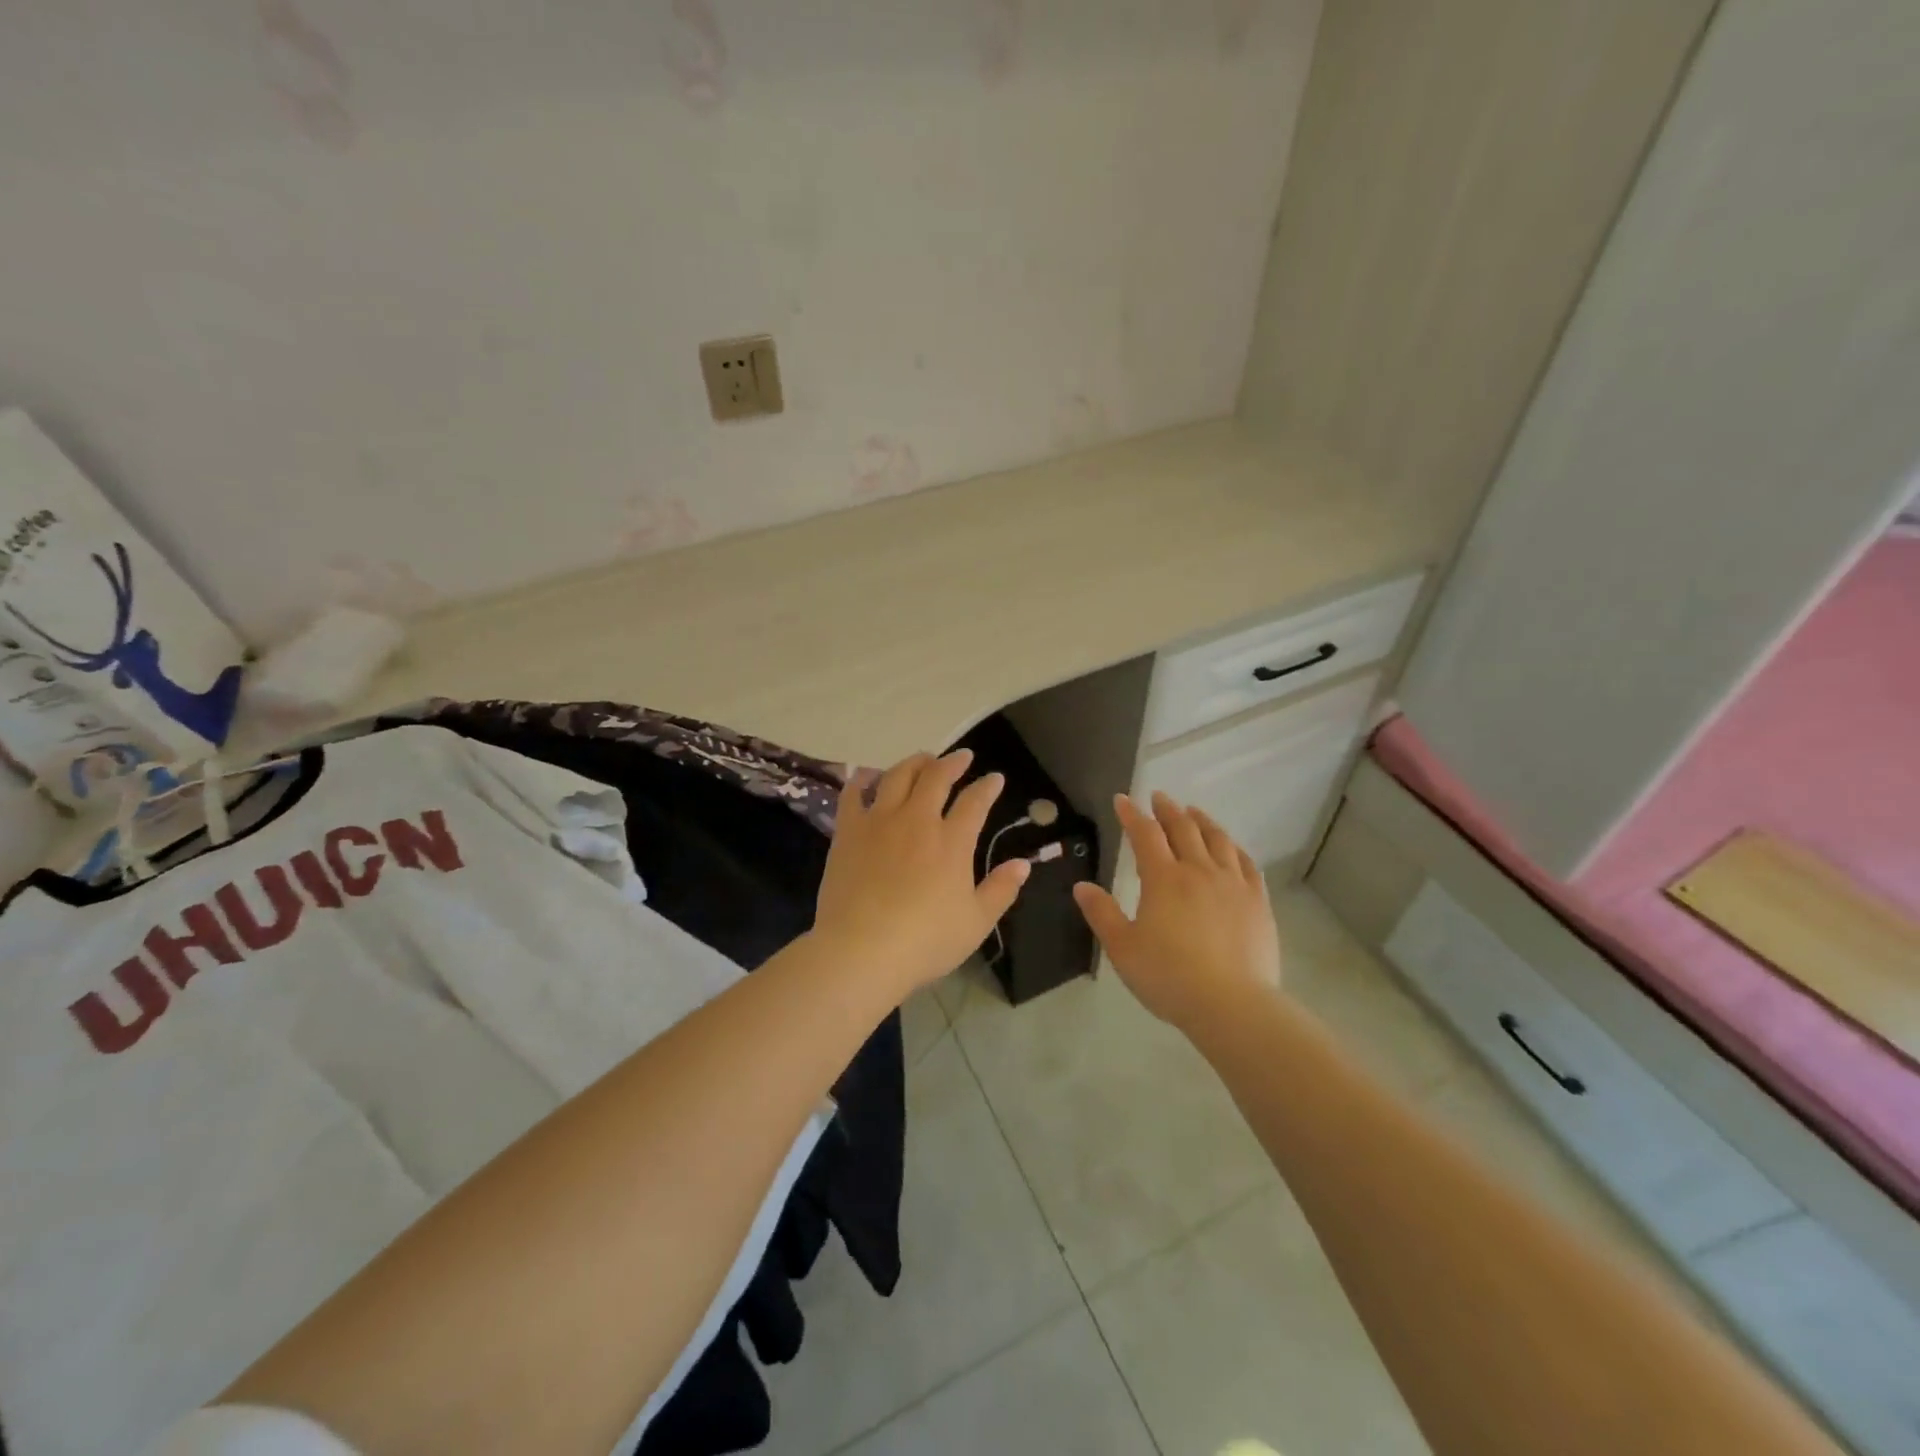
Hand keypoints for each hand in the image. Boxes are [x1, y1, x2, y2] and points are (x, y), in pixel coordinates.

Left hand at [814, 749, 1029, 997]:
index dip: (988, 787)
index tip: (995, 778)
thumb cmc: (925, 941)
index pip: (975, 802)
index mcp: (952, 841)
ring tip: (922, 759)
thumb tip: (1023, 864)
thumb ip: (1001, 890)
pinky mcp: (848, 832)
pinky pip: (853, 795)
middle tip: (962, 757)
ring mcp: (879, 822)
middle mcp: (917, 821)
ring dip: (913, 763)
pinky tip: (866, 775)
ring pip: (897, 776)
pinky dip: (862, 780)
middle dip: (952, 762)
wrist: (861, 949)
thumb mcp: (976, 923)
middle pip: (936, 778)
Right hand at [1073, 791, 1280, 1032]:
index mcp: (1163, 878)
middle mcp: (1199, 871)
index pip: (1145, 834)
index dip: (1132, 814)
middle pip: (1183, 828)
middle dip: (1168, 809)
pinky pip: (1247, 863)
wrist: (1232, 1005)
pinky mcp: (1258, 902)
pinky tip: (1231, 848)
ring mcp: (1233, 884)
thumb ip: (1102, 913)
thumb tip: (1082, 886)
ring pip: (1218, 840)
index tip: (1123, 799)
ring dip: (1202, 821)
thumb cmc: (1169, 976)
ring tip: (1194, 812)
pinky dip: (1234, 848)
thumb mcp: (1123, 948)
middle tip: (1159, 797)